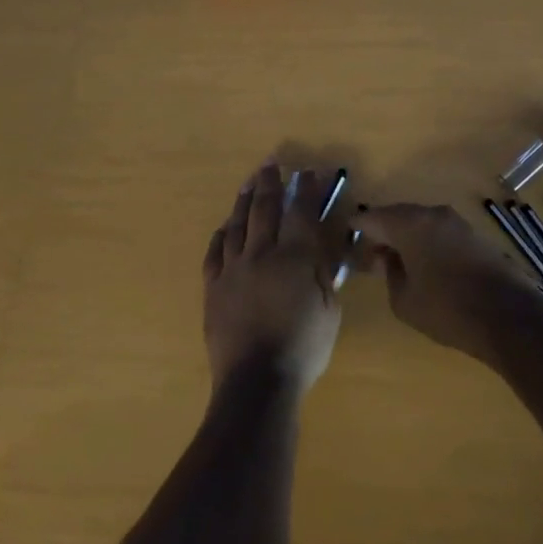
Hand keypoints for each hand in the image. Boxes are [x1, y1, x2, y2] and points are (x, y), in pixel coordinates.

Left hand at [202, 163, 345, 395]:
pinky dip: (221, 235)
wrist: (256, 381)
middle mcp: (262, 253)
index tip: (308, 172)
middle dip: (270, 182)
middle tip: (272, 162)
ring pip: (237, 224)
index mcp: (295, 258)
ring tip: (248, 183)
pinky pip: (214, 253)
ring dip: (244, 200)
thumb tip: (323, 249)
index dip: (306, 189)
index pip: (301, 212)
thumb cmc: (303, 348)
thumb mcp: (329, 311)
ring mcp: (233, 269)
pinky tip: (224, 227)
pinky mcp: (213, 287)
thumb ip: (326, 275)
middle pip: (265, 208)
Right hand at [355, 203, 539, 359]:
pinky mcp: (475, 236)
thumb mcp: (404, 300)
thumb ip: (389, 274)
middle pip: (397, 216)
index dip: (356, 229)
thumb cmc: (447, 309)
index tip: (345, 240)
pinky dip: (426, 243)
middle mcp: (433, 214)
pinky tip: (424, 266)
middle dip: (382, 233)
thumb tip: (387, 260)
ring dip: (406, 238)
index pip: (372, 217)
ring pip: (421, 223)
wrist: (508, 316)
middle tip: (370, 257)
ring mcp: (458, 223)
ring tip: (396, 264)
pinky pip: (440, 232)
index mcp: (410, 224)